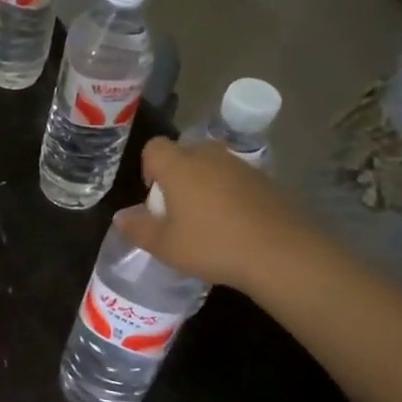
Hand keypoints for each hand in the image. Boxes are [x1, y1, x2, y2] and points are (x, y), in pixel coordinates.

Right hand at [116, 137, 324, 292]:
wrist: (281, 254)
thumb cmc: (212, 245)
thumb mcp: (165, 246)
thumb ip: (138, 229)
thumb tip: (121, 217)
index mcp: (179, 166)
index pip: (155, 147)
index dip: (149, 167)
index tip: (154, 197)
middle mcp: (209, 157)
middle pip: (185, 153)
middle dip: (178, 174)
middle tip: (178, 209)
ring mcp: (242, 167)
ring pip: (213, 165)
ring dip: (205, 184)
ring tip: (207, 219)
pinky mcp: (267, 181)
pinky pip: (237, 180)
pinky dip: (231, 194)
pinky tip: (235, 225)